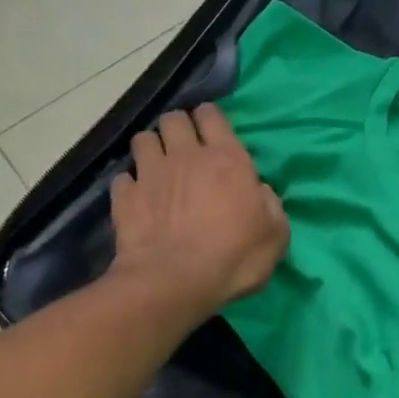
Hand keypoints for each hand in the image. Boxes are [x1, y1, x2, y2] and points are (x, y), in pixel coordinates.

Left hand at [110, 104, 289, 320]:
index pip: (212, 116)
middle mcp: (184, 155)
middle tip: (185, 149)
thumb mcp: (275, 235)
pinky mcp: (124, 197)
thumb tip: (260, 191)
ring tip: (157, 168)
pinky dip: (130, 185)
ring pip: (143, 139)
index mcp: (226, 159)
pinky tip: (136, 199)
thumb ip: (270, 205)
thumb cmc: (235, 258)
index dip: (210, 119)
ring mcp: (150, 174)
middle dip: (178, 128)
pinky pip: (123, 178)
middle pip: (174, 119)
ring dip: (151, 148)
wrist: (176, 281)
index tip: (213, 133)